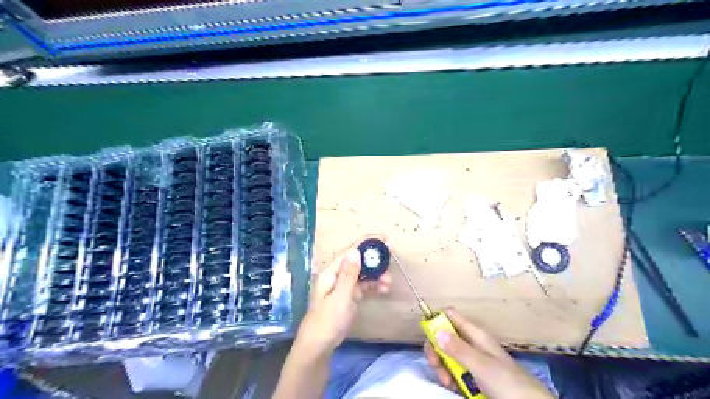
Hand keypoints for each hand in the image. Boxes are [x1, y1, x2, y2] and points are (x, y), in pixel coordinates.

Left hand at [295, 235, 393, 358]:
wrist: (319, 346)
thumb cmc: (327, 320)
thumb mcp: (340, 297)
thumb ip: (349, 274)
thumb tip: (356, 251)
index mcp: (332, 272)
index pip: (350, 251)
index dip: (367, 242)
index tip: (384, 238)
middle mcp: (337, 275)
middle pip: (358, 260)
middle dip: (375, 258)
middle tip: (392, 255)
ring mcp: (343, 286)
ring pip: (363, 274)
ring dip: (376, 275)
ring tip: (389, 281)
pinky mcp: (348, 296)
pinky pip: (363, 286)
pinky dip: (373, 286)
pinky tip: (384, 289)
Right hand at [421, 309, 554, 398]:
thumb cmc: (508, 383)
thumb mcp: (482, 366)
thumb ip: (459, 349)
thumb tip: (435, 330)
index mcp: (475, 334)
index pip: (450, 316)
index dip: (437, 320)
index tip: (428, 335)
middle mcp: (471, 344)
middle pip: (444, 336)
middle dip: (436, 349)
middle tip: (436, 365)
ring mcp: (471, 360)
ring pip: (447, 355)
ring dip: (442, 366)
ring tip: (447, 382)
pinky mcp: (472, 376)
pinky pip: (454, 371)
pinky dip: (449, 377)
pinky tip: (452, 387)